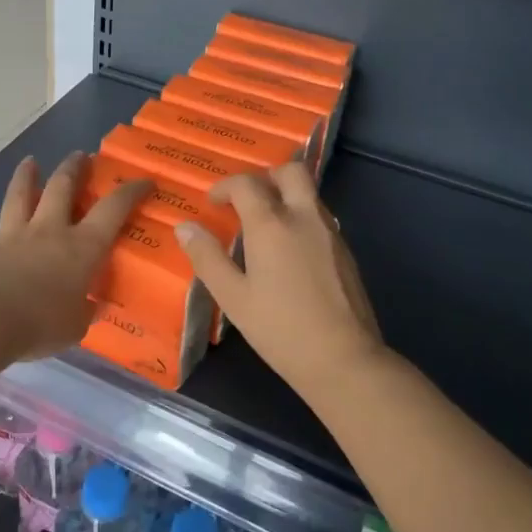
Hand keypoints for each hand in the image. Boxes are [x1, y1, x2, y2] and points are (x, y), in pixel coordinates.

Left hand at [0, 153, 146, 377]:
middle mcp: (51, 230)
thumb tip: (91, 306)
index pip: (113, 209)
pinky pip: (3, 219)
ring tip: (31, 161)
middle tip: (82, 156)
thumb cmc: (38, 325)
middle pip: (63, 186)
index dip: (131, 191)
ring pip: (24, 192)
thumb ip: (84, 311)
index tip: (144, 180)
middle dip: (75, 167)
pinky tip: (8, 216)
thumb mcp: (74, 327)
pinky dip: (9, 211)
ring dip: (29, 174)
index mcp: (82, 248)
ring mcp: (17, 233)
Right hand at [174, 163, 384, 386]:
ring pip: (309, 193)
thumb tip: (185, 227)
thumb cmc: (280, 329)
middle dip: (266, 177)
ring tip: (265, 227)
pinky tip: (290, 251)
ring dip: (286, 196)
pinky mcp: (346, 251)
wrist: (343, 359)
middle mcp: (304, 217)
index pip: (247, 184)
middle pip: (291, 172)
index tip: (213, 203)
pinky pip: (320, 217)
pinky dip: (301, 217)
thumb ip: (207, 258)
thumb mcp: (233, 298)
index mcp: (272, 224)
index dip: (225, 187)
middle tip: (247, 201)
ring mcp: (330, 232)